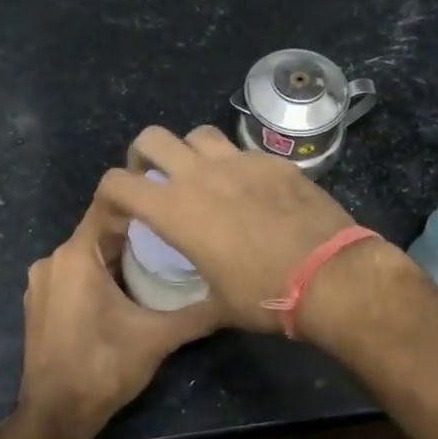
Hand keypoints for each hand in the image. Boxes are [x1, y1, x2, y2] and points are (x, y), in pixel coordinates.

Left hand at [17, 198, 221, 438]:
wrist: (55, 416)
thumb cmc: (103, 368)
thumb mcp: (158, 338)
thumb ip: (197, 314)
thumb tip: (235, 298)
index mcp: (76, 257)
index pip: (109, 205)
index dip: (143, 198)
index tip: (175, 199)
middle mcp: (52, 260)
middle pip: (101, 230)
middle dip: (138, 231)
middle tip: (178, 234)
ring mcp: (42, 282)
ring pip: (89, 254)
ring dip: (120, 254)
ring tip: (162, 260)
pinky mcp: (41, 303)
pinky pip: (76, 273)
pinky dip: (101, 273)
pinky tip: (130, 288)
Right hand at [94, 125, 387, 334]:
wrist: (330, 275)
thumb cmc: (265, 295)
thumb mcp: (219, 304)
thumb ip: (196, 294)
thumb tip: (196, 305)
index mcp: (175, 210)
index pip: (117, 184)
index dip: (108, 196)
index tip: (119, 213)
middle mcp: (201, 175)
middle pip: (153, 139)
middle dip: (143, 156)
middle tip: (154, 179)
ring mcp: (241, 162)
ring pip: (199, 134)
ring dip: (190, 151)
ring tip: (201, 176)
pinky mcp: (275, 161)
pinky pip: (243, 150)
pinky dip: (235, 164)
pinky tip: (250, 189)